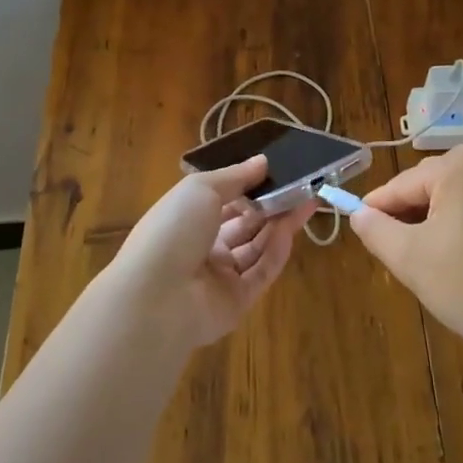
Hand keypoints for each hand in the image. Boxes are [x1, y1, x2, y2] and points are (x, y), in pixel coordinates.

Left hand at [108, 156, 312, 349]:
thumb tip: (263, 161)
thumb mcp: (201, 189)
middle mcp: (204, 246)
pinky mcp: (237, 302)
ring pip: (257, 247)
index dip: (251, 185)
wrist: (155, 296)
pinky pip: (261, 272)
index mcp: (189, 218)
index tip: (278, 170)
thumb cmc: (173, 229)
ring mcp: (220, 276)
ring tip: (307, 202)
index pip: (225, 199)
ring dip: (280, 225)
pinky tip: (290, 231)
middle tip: (303, 187)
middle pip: (246, 224)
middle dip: (273, 205)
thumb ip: (235, 176)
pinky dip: (276, 252)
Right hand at [352, 145, 462, 374]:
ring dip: (435, 228)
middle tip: (401, 262)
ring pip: (453, 201)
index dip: (376, 213)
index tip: (361, 236)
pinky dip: (462, 231)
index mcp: (459, 164)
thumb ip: (376, 230)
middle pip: (428, 189)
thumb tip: (358, 214)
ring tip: (432, 268)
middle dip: (410, 222)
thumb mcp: (411, 259)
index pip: (400, 186)